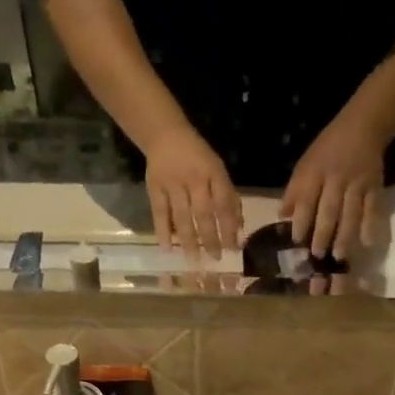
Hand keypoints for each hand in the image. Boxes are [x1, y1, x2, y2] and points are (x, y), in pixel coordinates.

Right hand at [144, 125, 241, 259]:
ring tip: (194, 261)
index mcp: (213, 172)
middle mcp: (193, 178)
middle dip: (210, 238)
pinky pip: (160, 213)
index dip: (229, 227)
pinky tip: (167, 249)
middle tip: (215, 259)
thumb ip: (229, 198)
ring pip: (182, 216)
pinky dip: (163, 231)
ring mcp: (172, 183)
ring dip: (189, 240)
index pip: (224, 204)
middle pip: (203, 213)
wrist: (164, 134)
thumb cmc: (197, 157)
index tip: (233, 249)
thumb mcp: (217, 170)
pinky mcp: (155, 188)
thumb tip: (239, 229)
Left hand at [282, 112, 386, 259]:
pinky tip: (367, 243)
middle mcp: (336, 179)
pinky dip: (371, 226)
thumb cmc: (328, 150)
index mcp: (315, 172)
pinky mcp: (375, 187)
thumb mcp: (305, 164)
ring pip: (351, 213)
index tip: (296, 241)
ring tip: (339, 256)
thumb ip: (295, 190)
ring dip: (345, 236)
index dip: (301, 220)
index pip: (306, 199)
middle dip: (323, 233)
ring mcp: (357, 184)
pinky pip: (374, 209)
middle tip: (317, 255)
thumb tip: (282, 216)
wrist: (363, 126)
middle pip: (329, 210)